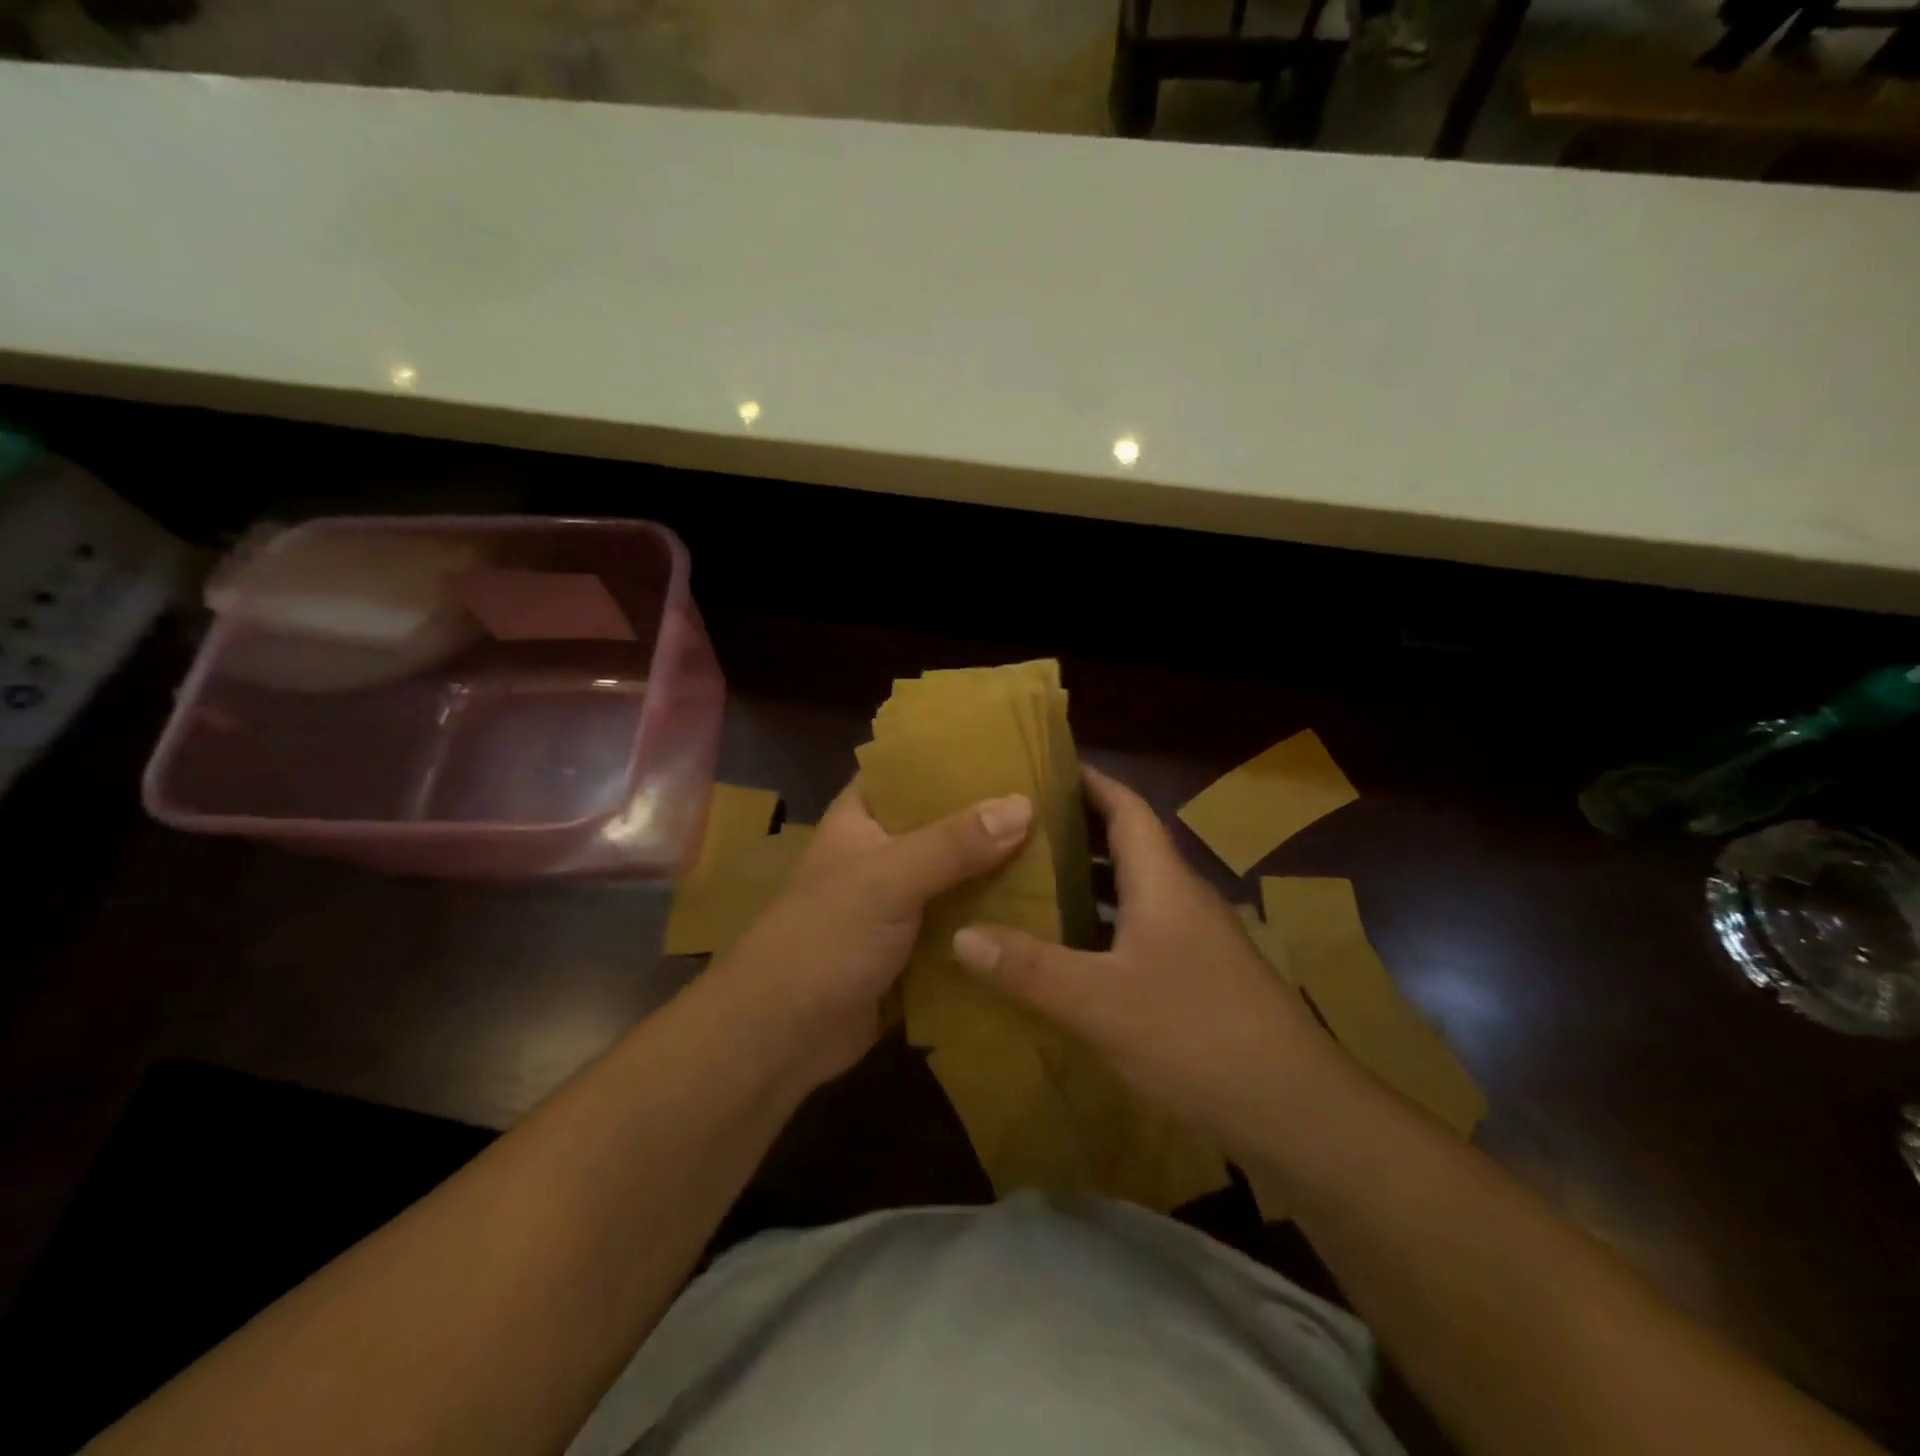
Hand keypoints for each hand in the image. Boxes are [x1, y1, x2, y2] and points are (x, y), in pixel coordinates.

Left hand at [708, 780, 1033, 1091]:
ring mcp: (900, 899)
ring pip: (959, 872)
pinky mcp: (915, 944)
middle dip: (993, 816)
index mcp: (863, 816)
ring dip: (999, 867)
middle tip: (1057, 799)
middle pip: (945, 821)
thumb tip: (1024, 805)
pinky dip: (993, 914)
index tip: (1016, 747)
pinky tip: (1044, 905)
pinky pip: (962, 918)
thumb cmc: (825, 938)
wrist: (783, 1035)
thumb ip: (954, 842)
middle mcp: (883, 850)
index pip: (912, 768)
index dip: (958, 755)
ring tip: (1064, 846)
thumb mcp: (888, 879)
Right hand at [950, 765, 1340, 1157]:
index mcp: (1164, 883)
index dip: (1090, 781)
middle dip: (1077, 829)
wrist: (1296, 1112)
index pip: (1127, 808)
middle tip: (1017, 826)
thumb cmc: (1198, 1035)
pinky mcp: (1201, 978)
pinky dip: (1105, 924)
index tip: (1045, 767)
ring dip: (1090, 879)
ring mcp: (1197, 940)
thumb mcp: (1101, 1001)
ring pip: (1136, 890)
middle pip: (1129, 844)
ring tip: (1032, 879)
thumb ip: (1029, 967)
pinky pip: (1142, 930)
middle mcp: (1183, 899)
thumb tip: (960, 935)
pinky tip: (1073, 950)